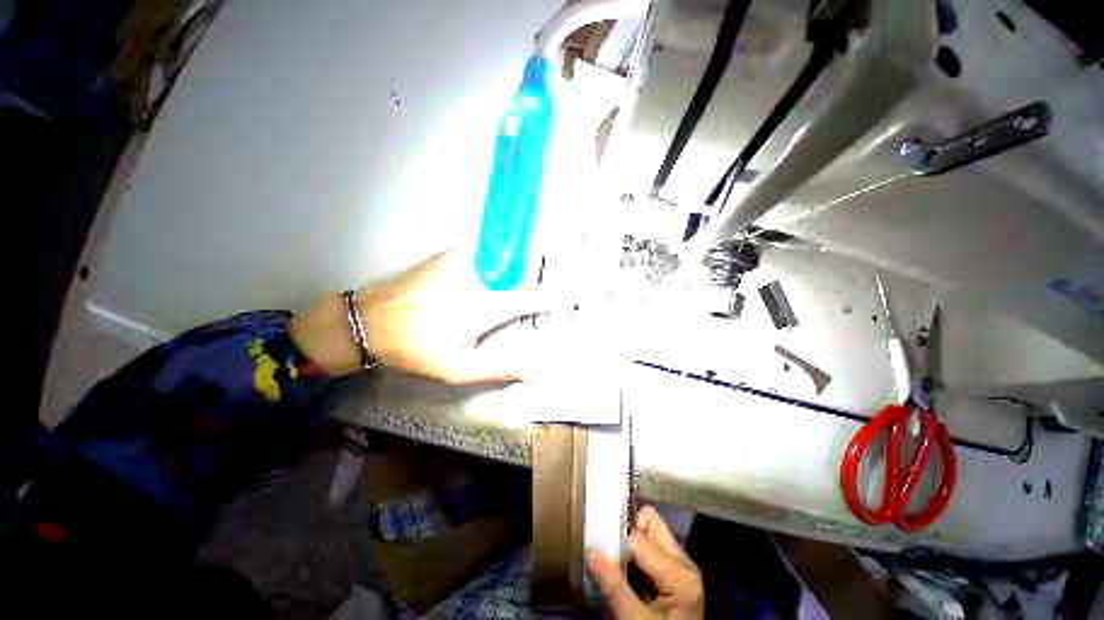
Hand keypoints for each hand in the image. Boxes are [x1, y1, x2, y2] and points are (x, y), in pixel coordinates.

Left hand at [290, 248, 552, 381]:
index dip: (557, 294)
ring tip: (539, 265)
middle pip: (524, 263)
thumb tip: (538, 368)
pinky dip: (503, 253)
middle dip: (546, 265)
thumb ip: (500, 367)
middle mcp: (478, 275)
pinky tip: (503, 265)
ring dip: (525, 257)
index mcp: (484, 305)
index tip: (578, 291)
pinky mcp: (450, 252)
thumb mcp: (457, 369)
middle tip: (560, 269)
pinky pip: (487, 247)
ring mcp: (462, 258)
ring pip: (506, 251)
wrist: (366, 321)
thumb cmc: (414, 349)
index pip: (532, 296)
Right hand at [587, 506, 703, 618]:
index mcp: (681, 573)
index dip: (615, 544)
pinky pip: (651, 547)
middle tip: (607, 551)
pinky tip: (625, 573)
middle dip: (625, 532)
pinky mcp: (675, 573)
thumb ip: (615, 588)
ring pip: (650, 531)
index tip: (598, 554)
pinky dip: (634, 554)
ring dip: (629, 543)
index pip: (638, 538)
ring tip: (614, 563)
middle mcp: (685, 561)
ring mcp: (682, 566)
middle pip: (649, 521)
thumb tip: (590, 552)